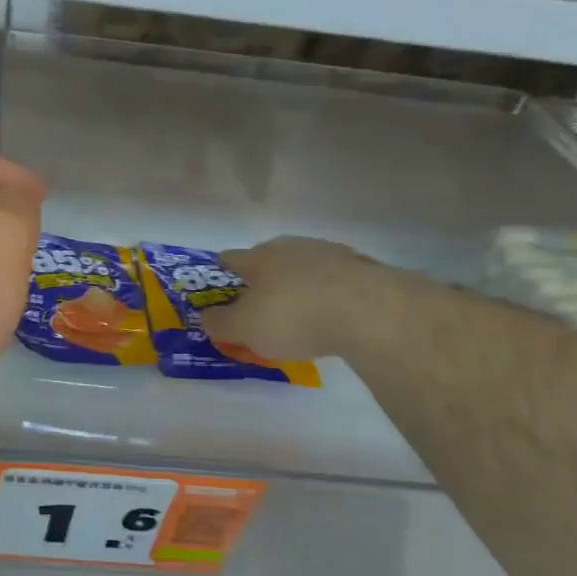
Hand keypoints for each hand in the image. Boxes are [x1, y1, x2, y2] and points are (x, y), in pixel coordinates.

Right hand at [201, 236, 404, 361]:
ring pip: (304, 267)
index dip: (222, 274)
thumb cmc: (293, 316)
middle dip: (262, 279)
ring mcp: (330, 253)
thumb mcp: (244, 328)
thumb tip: (207, 317)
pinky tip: (332, 316)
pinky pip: (334, 281)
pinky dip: (328, 294)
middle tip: (260, 306)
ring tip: (300, 314)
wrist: (369, 311)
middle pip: (269, 259)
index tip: (221, 292)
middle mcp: (291, 247)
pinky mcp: (363, 268)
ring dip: (298, 285)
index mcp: (258, 257)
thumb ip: (220, 323)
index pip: (230, 259)